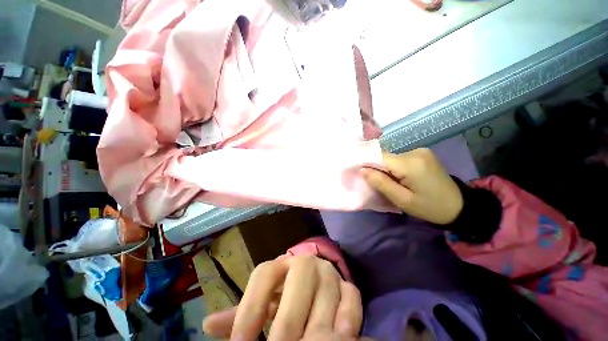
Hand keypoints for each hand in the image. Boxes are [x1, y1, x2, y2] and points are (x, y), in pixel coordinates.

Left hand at [202, 255, 362, 340]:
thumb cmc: (283, 289)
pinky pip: (352, 302)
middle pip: (294, 297)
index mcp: (280, 264)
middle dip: (284, 333)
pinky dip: (347, 322)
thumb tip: (208, 324)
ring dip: (316, 335)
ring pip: (324, 304)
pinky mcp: (348, 284)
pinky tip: (338, 338)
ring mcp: (328, 273)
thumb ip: (242, 311)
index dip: (249, 313)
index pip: (263, 278)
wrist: (314, 274)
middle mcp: (305, 263)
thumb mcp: (264, 296)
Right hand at [362, 148, 463, 224]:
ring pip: (392, 158)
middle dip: (379, 169)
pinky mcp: (423, 154)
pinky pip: (401, 159)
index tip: (362, 176)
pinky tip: (402, 178)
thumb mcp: (402, 200)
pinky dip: (396, 168)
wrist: (459, 206)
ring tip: (393, 183)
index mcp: (410, 164)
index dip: (368, 165)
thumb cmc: (429, 207)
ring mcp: (421, 151)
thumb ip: (381, 183)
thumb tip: (362, 170)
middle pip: (386, 157)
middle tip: (380, 185)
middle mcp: (415, 152)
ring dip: (388, 169)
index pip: (379, 157)